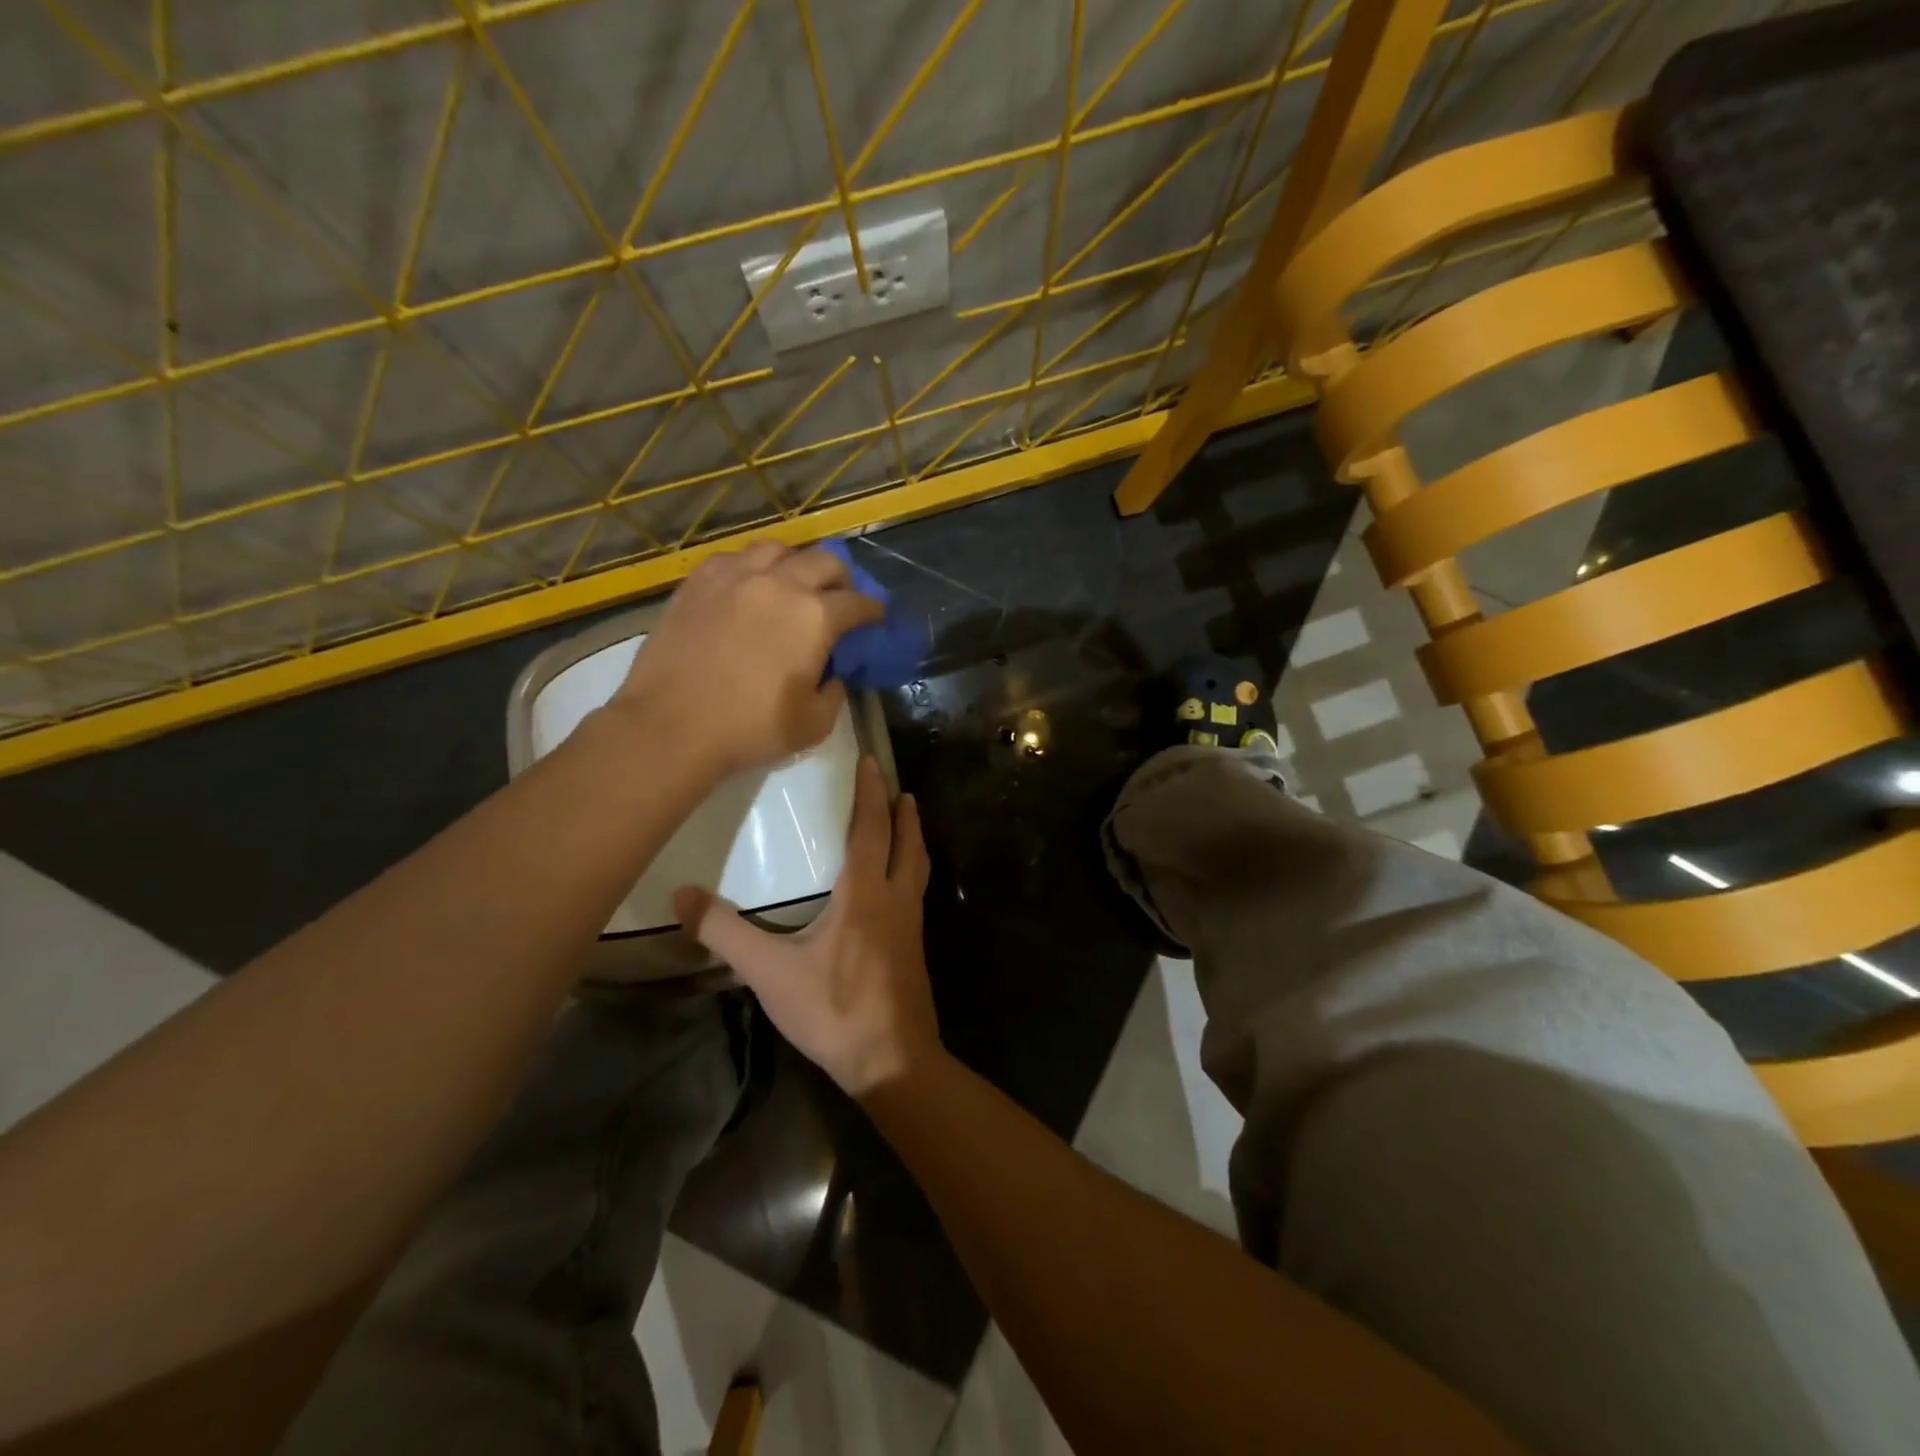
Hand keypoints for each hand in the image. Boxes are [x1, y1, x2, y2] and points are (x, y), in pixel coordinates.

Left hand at [612, 541, 883, 776]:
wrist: (670, 726)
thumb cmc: (749, 729)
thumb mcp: (813, 724)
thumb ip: (834, 692)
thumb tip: (832, 674)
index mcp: (815, 616)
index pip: (859, 602)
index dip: (873, 611)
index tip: (876, 620)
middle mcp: (780, 583)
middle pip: (824, 561)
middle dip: (841, 579)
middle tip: (838, 601)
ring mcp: (735, 576)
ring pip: (778, 550)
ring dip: (795, 565)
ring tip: (791, 586)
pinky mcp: (698, 581)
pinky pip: (734, 558)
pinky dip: (751, 568)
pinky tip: (747, 589)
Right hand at [673, 757, 939, 1096]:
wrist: (891, 1061)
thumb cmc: (833, 1010)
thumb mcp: (770, 972)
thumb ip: (726, 933)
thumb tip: (681, 895)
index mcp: (866, 894)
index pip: (871, 829)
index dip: (870, 794)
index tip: (872, 763)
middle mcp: (897, 900)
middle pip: (907, 844)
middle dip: (903, 814)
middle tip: (900, 789)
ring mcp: (912, 926)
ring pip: (919, 869)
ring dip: (913, 841)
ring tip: (907, 825)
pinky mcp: (915, 950)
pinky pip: (916, 894)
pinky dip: (911, 873)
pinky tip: (896, 888)